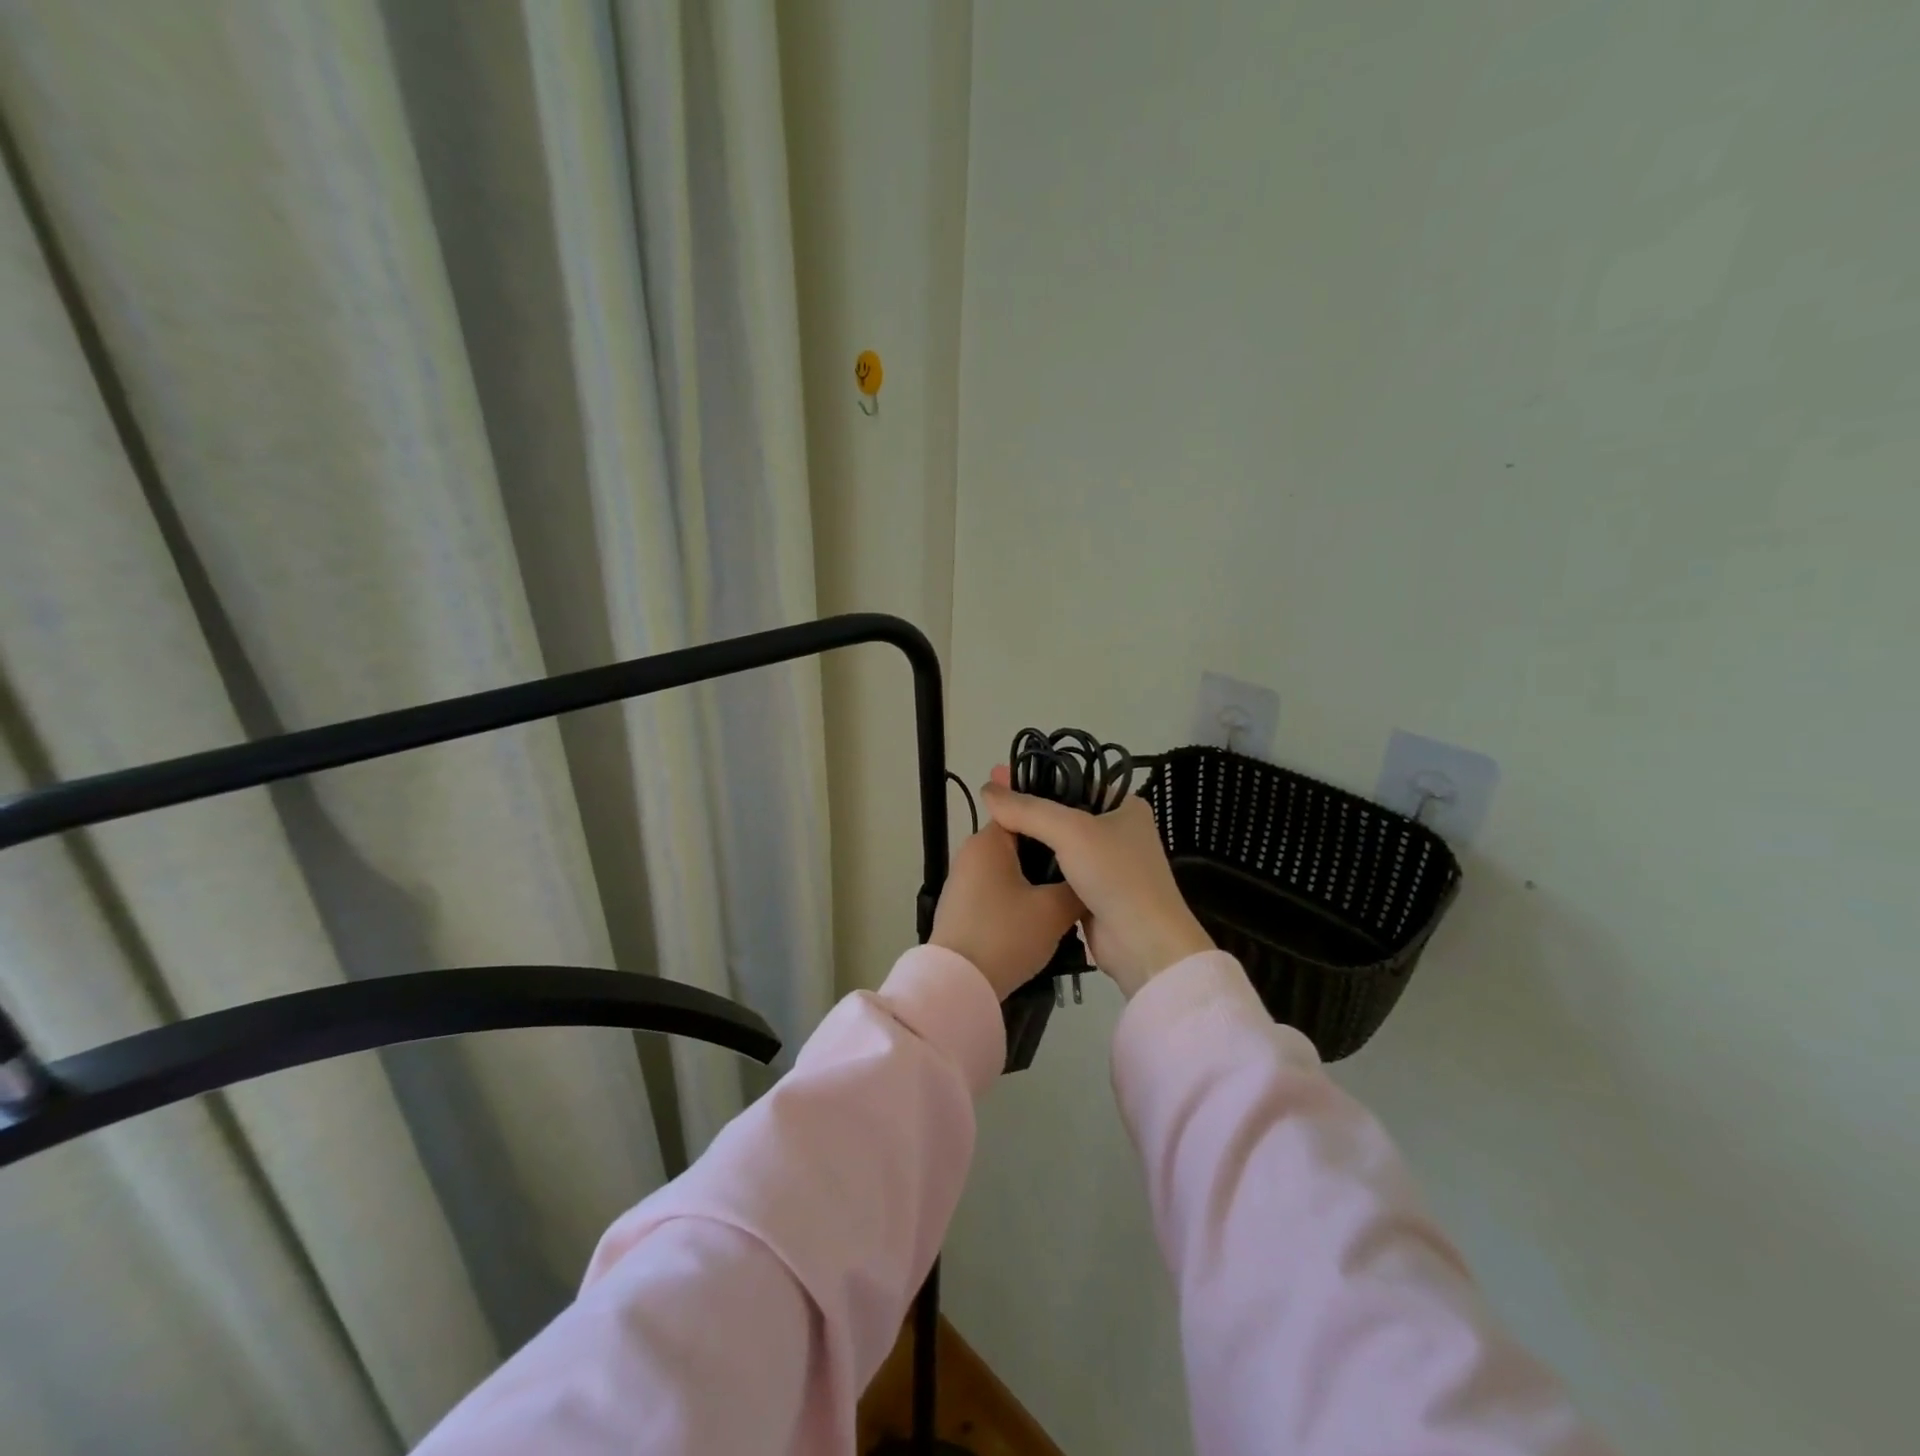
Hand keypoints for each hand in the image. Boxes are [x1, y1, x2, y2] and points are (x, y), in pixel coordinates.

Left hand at [929, 822, 1084, 999]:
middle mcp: (971, 853)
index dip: (1057, 822)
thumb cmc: (1005, 935)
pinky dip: (1020, 897)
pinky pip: (998, 890)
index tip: (1085, 837)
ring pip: (1011, 869)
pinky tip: (1043, 916)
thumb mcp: (1053, 911)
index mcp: (988, 841)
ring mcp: (963, 881)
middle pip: (1020, 842)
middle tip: (1085, 869)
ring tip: (1071, 894)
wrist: (959, 985)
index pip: (1026, 813)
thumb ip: (1077, 888)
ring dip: (1037, 880)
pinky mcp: (962, 907)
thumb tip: (1089, 879)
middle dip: (1051, 855)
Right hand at [981, 766, 1213, 998]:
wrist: (1143, 944)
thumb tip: (987, 789)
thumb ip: (1026, 809)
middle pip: (1062, 813)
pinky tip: (1006, 862)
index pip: (1072, 782)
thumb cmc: (1115, 875)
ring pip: (1058, 844)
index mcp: (1124, 805)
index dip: (1034, 781)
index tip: (997, 779)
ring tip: (990, 831)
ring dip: (1029, 841)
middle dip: (1027, 811)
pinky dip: (1036, 868)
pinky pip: (1057, 871)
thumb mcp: (1070, 831)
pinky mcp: (1093, 892)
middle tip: (988, 805)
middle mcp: (1117, 830)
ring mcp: (1106, 864)